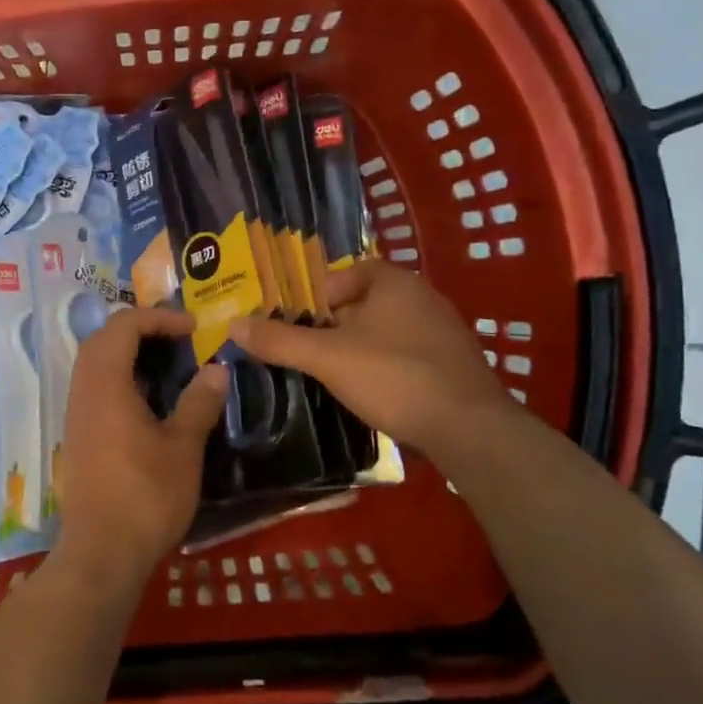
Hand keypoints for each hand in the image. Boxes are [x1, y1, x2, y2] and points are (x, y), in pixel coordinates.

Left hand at [54, 307, 228, 589]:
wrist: (102, 553)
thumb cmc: (146, 496)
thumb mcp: (183, 448)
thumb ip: (199, 403)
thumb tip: (217, 369)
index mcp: (106, 384)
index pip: (124, 325)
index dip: (159, 317)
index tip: (194, 329)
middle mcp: (83, 391)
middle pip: (103, 338)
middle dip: (140, 329)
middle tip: (178, 340)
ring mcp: (75, 415)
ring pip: (94, 364)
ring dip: (127, 353)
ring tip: (167, 365)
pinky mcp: (77, 436)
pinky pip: (94, 388)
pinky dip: (119, 378)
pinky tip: (147, 401)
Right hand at [228, 261, 515, 458]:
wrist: (469, 429)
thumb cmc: (394, 378)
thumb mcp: (327, 358)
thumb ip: (279, 340)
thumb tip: (233, 324)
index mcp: (393, 282)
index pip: (344, 274)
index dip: (315, 297)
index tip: (296, 325)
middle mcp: (422, 297)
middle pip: (362, 304)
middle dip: (332, 327)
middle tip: (306, 353)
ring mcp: (442, 331)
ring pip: (383, 332)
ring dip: (357, 349)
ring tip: (331, 376)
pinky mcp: (452, 363)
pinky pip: (405, 354)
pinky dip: (383, 367)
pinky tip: (371, 393)